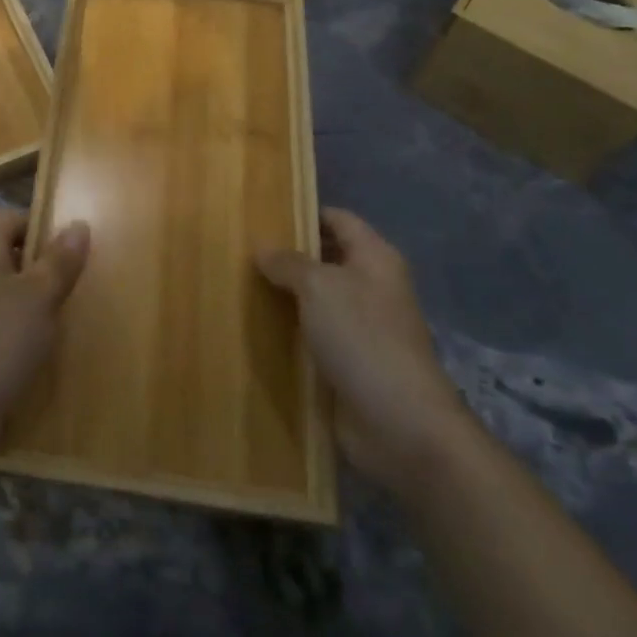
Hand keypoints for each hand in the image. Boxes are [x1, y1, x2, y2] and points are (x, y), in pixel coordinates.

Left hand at [0, 207, 90, 463]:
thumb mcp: (38, 296)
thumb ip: (59, 261)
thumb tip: (78, 224)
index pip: (11, 217)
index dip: (42, 224)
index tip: (75, 244)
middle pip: (12, 255)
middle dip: (47, 265)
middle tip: (85, 279)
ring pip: (11, 293)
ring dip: (40, 302)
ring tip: (77, 313)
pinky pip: (5, 326)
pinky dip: (27, 332)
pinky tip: (53, 347)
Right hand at [258, 208, 472, 491]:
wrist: (400, 424)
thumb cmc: (363, 339)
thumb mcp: (319, 287)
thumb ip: (288, 262)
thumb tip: (262, 248)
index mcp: (375, 259)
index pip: (338, 219)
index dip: (303, 212)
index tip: (261, 212)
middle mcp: (370, 288)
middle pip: (324, 260)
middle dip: (286, 256)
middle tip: (238, 250)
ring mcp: (360, 328)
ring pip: (314, 300)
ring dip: (282, 296)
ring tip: (236, 285)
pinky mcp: (347, 364)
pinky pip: (311, 337)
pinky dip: (287, 332)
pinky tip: (252, 328)